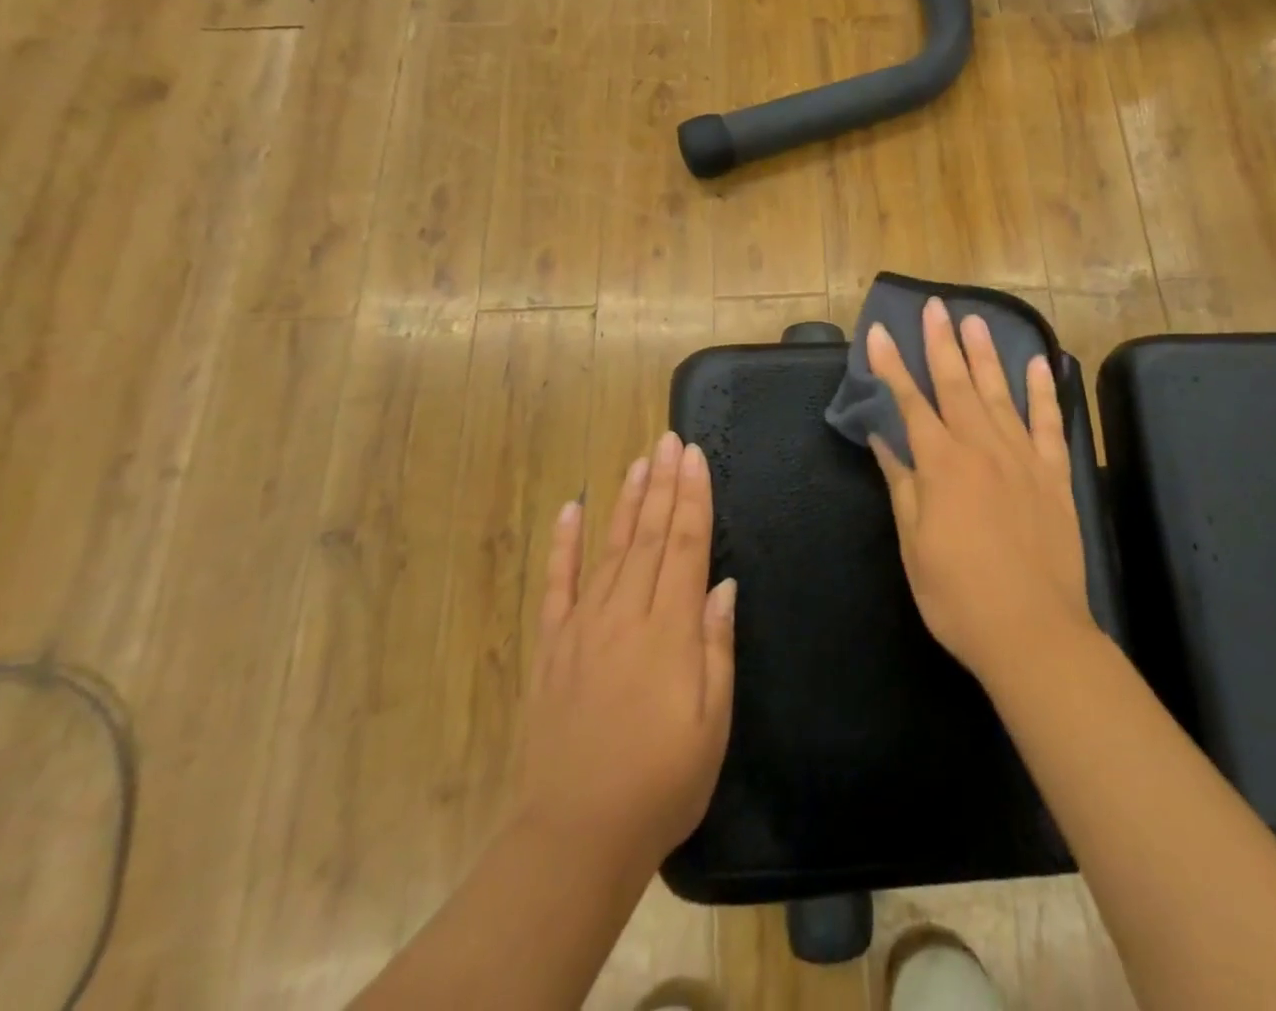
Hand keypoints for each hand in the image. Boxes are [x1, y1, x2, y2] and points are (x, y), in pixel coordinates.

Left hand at [519, 432, 736, 872]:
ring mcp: (584, 627)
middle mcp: (626, 614)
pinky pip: (557, 585)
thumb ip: (717, 646)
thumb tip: (723, 586)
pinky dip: (563, 545)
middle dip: (664, 483)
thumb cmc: (662, 782)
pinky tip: (571, 510)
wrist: (576, 835)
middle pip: (651, 535)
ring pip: (610, 548)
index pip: (687, 545)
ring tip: (639, 461)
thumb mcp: (713, 721)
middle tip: (670, 440)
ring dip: (626, 501)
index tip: (694, 456)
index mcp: (670, 630)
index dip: (693, 497)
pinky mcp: (552, 647)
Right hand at [866, 298, 1095, 689]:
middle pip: (957, 384)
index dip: (893, 366)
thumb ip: (901, 484)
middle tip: (934, 306)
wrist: (1033, 632)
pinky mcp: (1054, 474)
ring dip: (986, 354)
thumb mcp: (914, 544)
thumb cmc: (958, 596)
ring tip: (975, 319)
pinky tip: (1039, 363)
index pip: (910, 402)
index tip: (882, 332)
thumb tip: (883, 438)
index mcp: (941, 465)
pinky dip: (1043, 390)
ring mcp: (1022, 458)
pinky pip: (1048, 422)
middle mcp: (981, 448)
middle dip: (941, 343)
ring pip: (1000, 393)